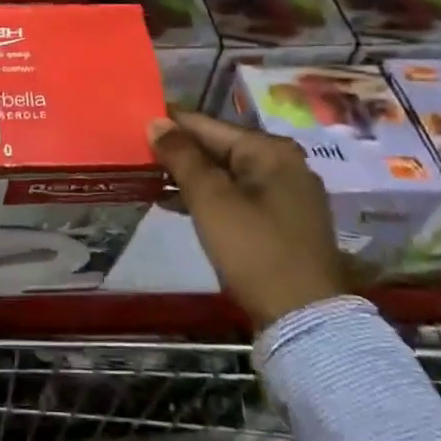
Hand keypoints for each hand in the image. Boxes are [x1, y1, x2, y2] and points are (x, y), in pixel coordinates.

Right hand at [147, 111, 348, 329]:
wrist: (304, 319)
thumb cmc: (253, 249)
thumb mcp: (210, 199)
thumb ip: (181, 157)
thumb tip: (156, 121)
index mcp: (270, 150)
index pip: (208, 125)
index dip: (170, 123)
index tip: (136, 122)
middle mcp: (285, 164)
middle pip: (220, 148)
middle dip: (180, 152)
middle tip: (138, 153)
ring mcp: (289, 194)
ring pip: (228, 174)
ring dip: (191, 177)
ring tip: (151, 178)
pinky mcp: (286, 222)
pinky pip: (239, 196)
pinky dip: (210, 197)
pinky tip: (178, 203)